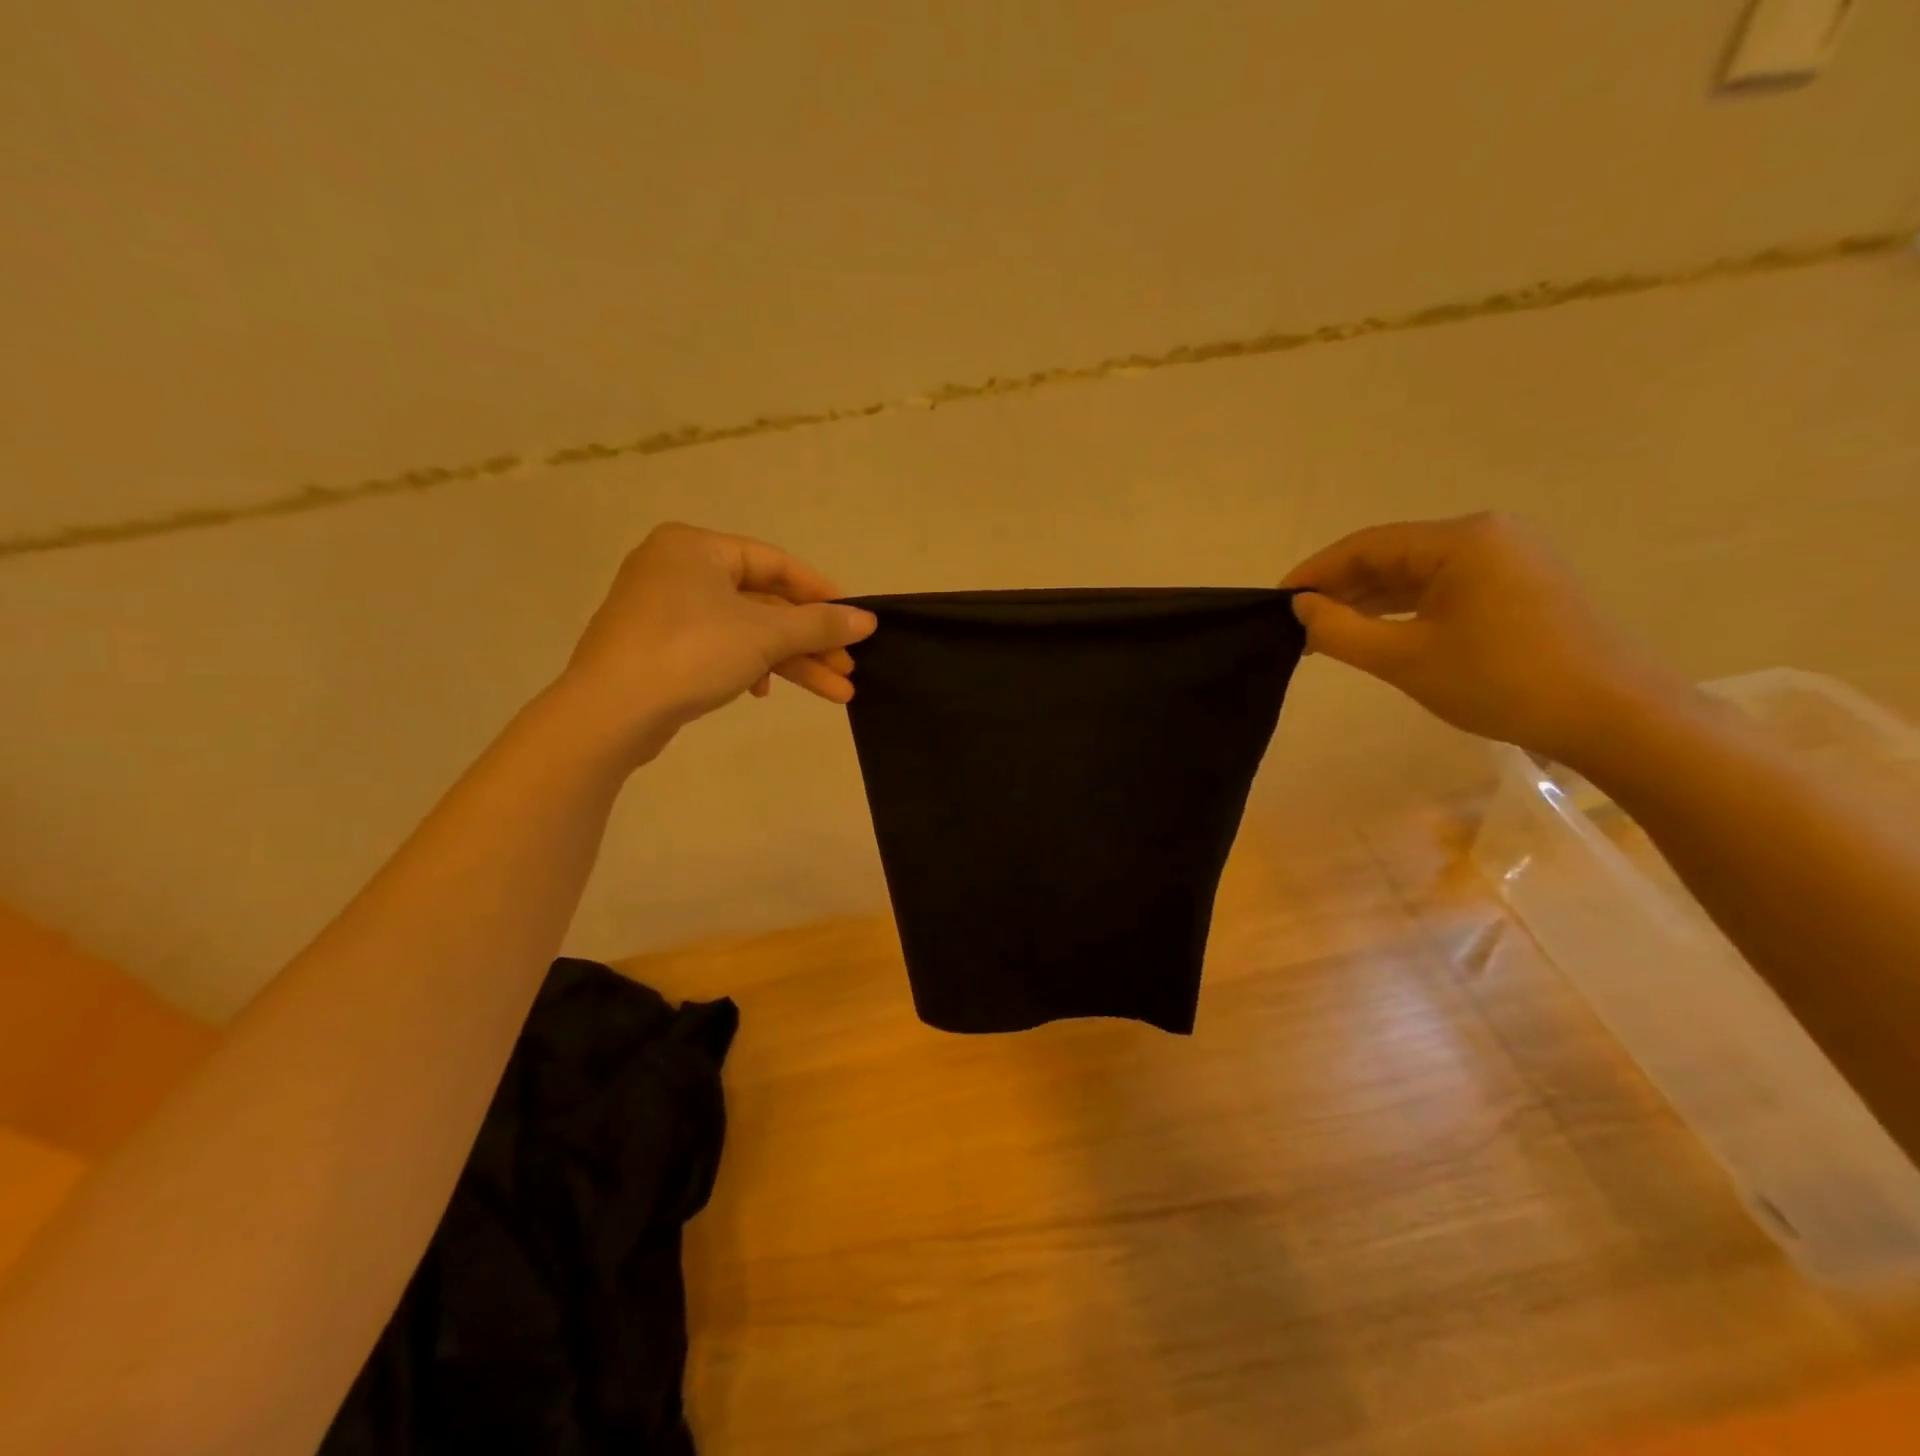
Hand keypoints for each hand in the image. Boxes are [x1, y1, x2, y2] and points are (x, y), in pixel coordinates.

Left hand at [557, 523, 877, 762]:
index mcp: (696, 548)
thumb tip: (868, 620)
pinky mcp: (658, 648)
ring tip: (835, 694)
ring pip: (745, 631)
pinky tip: (763, 695)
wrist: (610, 712)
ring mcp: (664, 611)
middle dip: (810, 642)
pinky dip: (749, 668)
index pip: (775, 563)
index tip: (854, 620)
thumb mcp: (764, 634)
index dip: (820, 593)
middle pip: (763, 603)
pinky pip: (718, 648)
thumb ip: (819, 625)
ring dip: (790, 663)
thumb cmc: (690, 652)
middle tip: (848, 669)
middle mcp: (677, 570)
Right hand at [1281, 513, 1676, 767]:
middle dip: (1341, 589)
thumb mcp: (1405, 659)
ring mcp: (1508, 559)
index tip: (1276, 603)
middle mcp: (1486, 536)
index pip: (1366, 546)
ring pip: (1417, 574)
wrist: (1613, 716)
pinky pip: (1444, 588)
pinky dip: (1405, 609)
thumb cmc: (1502, 682)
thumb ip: (1341, 630)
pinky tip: (1377, 632)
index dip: (1315, 573)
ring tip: (1327, 634)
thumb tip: (1300, 608)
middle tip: (1297, 625)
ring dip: (1370, 601)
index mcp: (1461, 539)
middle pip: (1391, 555)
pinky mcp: (1520, 586)